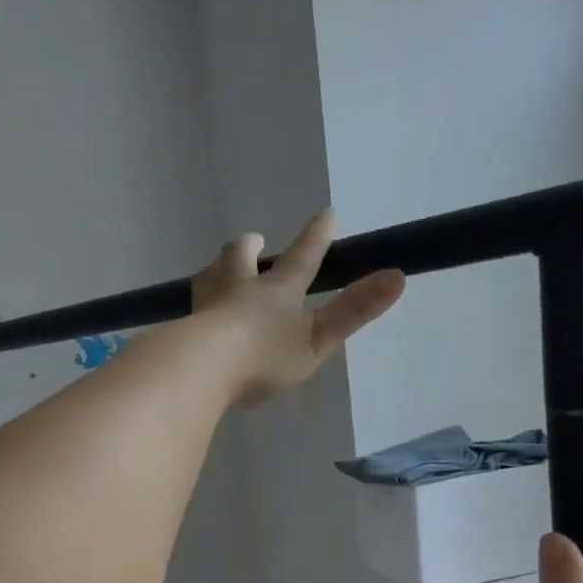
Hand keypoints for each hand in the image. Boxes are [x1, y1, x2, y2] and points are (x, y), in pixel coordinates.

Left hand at [191, 209, 404, 406]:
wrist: (201, 369)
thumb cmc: (265, 356)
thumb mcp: (318, 339)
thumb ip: (355, 311)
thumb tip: (399, 276)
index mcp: (278, 289)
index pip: (303, 256)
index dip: (317, 236)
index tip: (326, 213)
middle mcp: (239, 287)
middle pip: (240, 256)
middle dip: (250, 247)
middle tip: (254, 243)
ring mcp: (206, 306)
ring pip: (210, 276)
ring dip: (219, 270)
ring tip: (220, 274)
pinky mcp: (183, 329)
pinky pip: (192, 310)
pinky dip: (199, 309)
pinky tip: (196, 321)